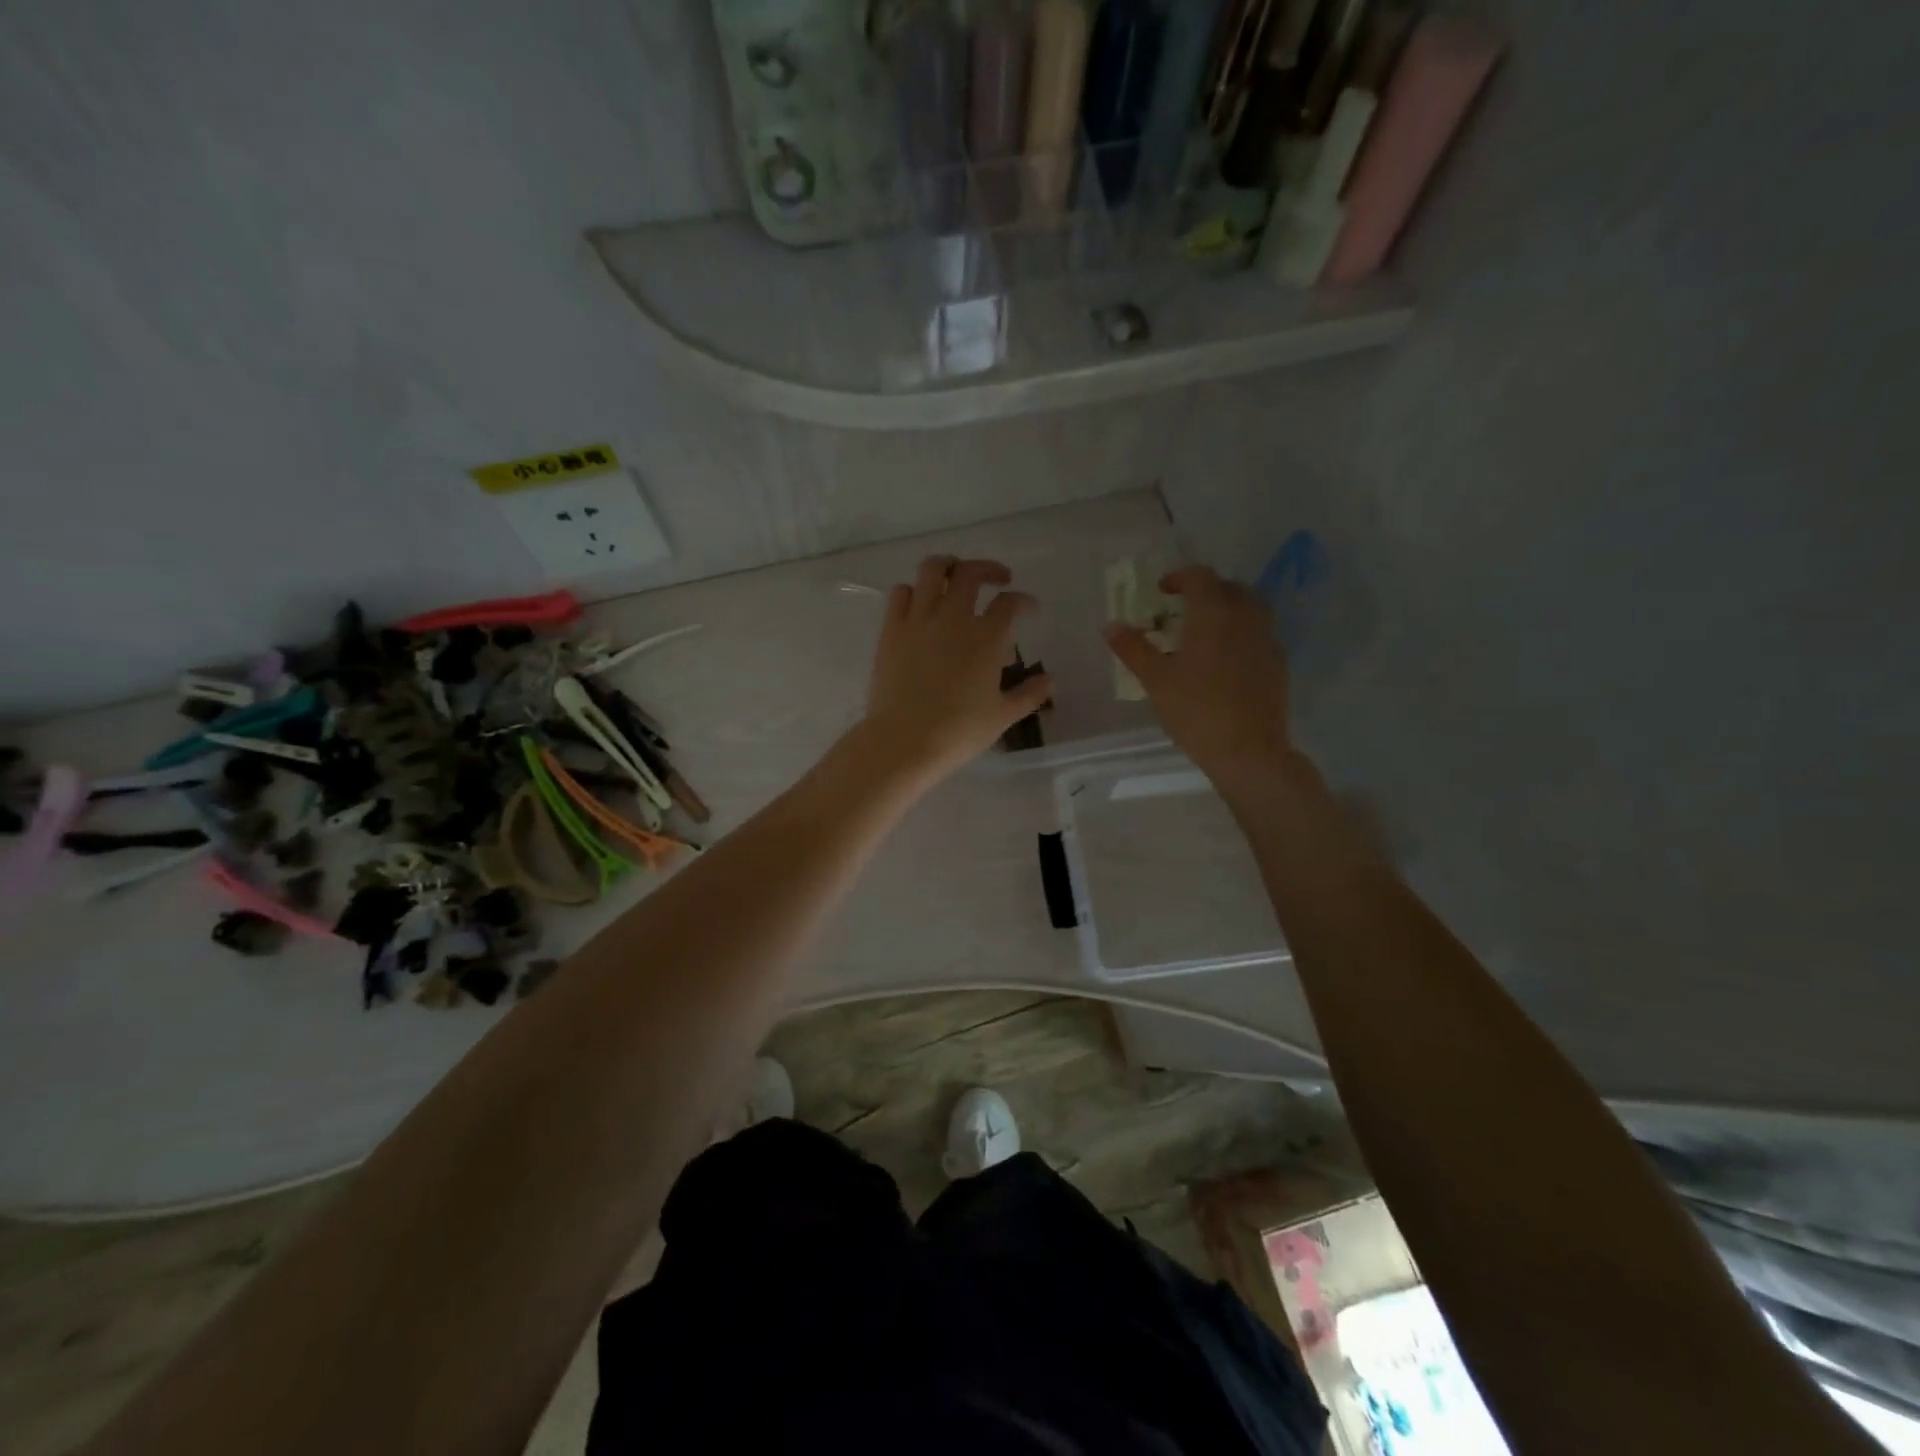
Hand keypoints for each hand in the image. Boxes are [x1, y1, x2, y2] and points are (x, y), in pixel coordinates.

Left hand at [860, 557, 1052, 784]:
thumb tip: (1050, 680)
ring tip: (956, 575)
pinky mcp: (891, 630)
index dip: (1024, 601)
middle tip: (999, 579)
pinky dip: (914, 590)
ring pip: (932, 570)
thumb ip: (1029, 694)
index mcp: (986, 637)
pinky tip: (921, 603)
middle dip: (989, 569)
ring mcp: (919, 620)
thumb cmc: (959, 731)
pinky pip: (900, 593)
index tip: (1029, 608)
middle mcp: (954, 617)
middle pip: (971, 573)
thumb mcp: (1002, 716)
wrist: (904, 741)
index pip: (1010, 603)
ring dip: (948, 566)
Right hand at [1104, 565, 1295, 793]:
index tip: (1162, 591)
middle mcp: (1245, 616)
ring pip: (1249, 608)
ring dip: (1227, 610)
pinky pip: (1259, 634)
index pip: (1199, 576)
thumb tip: (1111, 626)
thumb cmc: (1195, 710)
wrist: (1248, 750)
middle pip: (1228, 587)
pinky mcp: (1278, 662)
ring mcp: (1267, 639)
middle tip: (1182, 611)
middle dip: (1204, 591)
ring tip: (1205, 633)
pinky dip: (1241, 634)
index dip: (1178, 577)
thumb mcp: (1155, 680)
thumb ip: (1133, 648)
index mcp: (1213, 613)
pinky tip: (1226, 660)